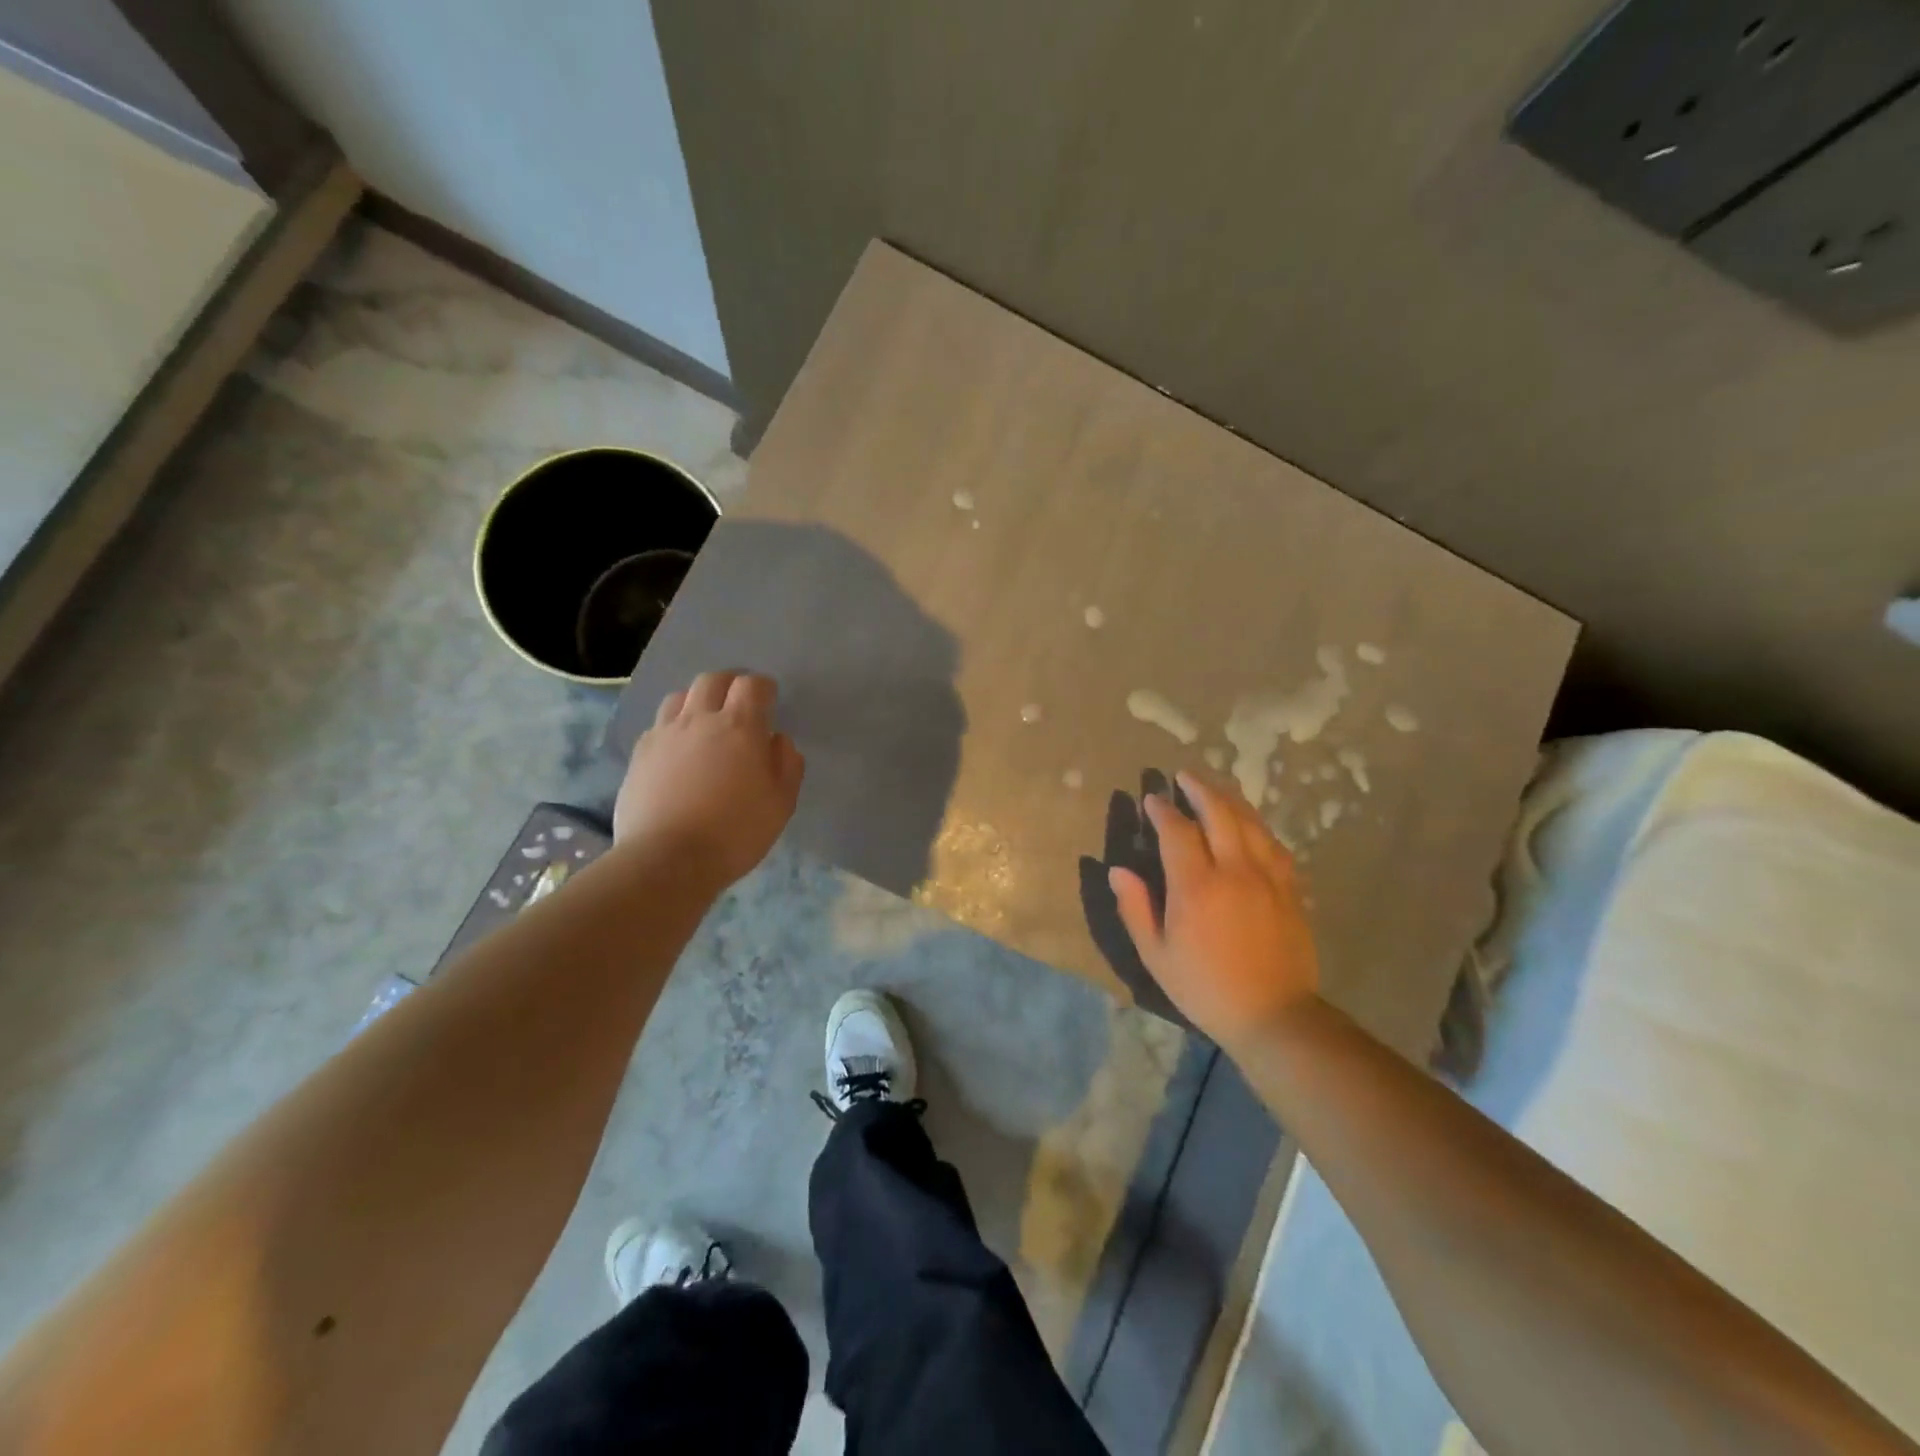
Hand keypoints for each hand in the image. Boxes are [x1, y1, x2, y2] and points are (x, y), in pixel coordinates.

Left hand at [613, 671, 804, 887]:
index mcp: (739, 726)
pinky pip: (658, 726)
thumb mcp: (782, 802)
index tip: (769, 700)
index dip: (763, 687)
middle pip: (712, 680)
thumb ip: (787, 763)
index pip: (751, 685)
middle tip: (739, 703)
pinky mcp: (639, 755)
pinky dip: (673, 728)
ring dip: (697, 702)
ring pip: (679, 697)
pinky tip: (678, 752)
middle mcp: (699, 719)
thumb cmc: (736, 831)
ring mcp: (664, 735)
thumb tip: (777, 739)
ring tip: (705, 723)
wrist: (667, 859)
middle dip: (729, 684)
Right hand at [1109, 770, 1319, 1047]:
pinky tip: (1250, 824)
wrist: (1274, 1016)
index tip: (1152, 798)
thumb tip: (1117, 870)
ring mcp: (1268, 878)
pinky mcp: (1290, 889)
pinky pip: (1274, 844)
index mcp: (1196, 887)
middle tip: (1184, 776)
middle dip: (1199, 789)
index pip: (1177, 831)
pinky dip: (1258, 825)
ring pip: (1250, 822)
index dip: (1163, 810)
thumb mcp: (1156, 955)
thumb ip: (1135, 908)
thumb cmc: (1205, 988)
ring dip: (1230, 799)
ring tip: (1215, 788)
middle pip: (1219, 813)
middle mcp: (1234, 871)